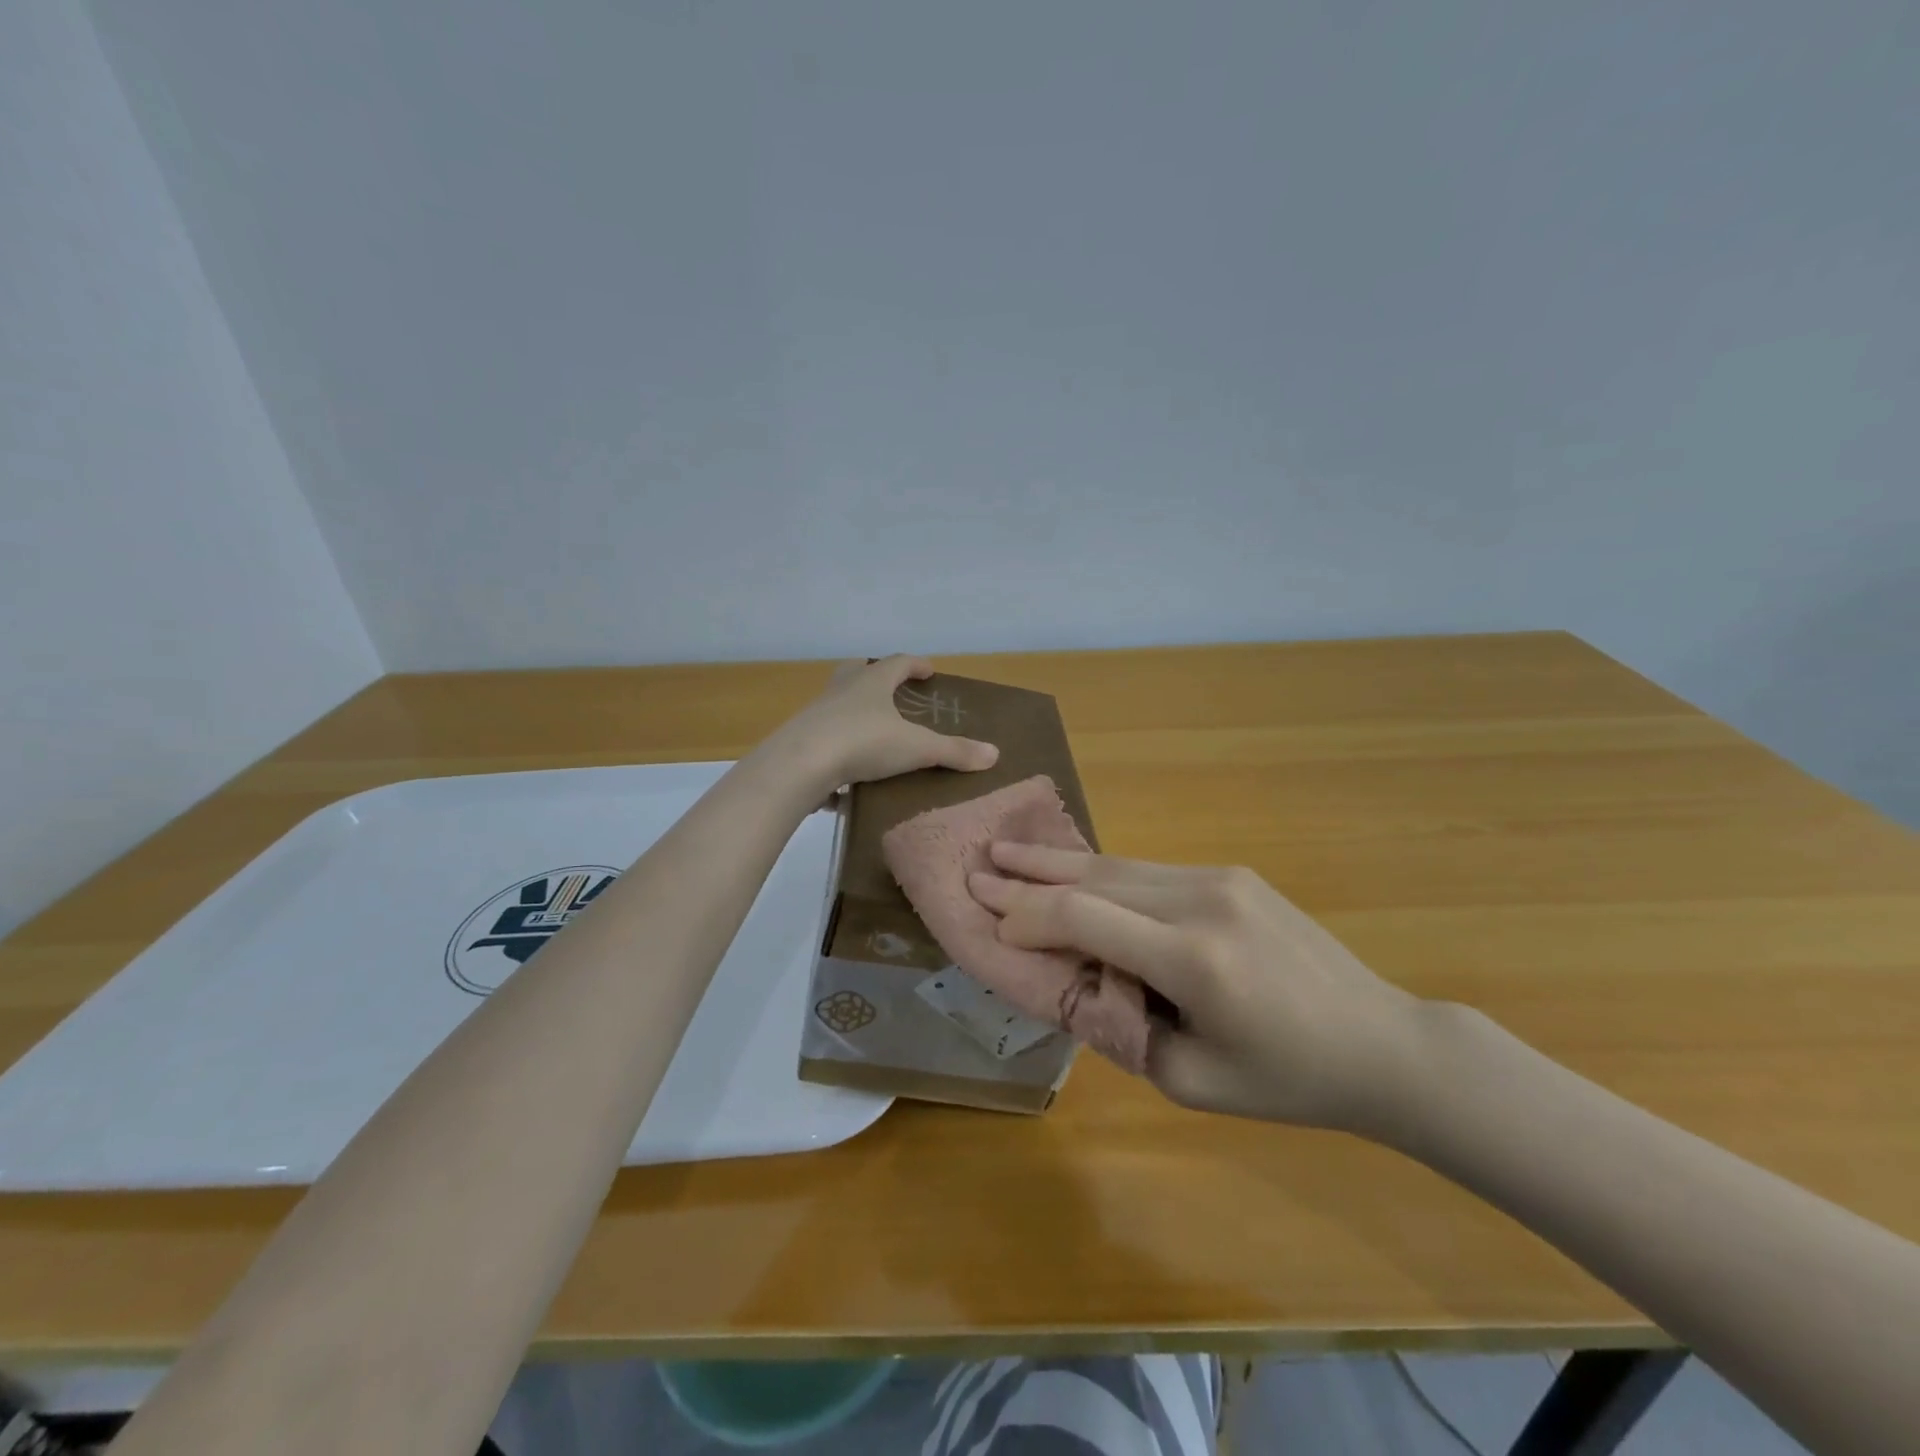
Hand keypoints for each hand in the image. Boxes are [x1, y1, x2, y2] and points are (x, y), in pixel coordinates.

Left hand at [773, 655, 998, 790]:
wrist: (798, 765)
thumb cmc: (863, 743)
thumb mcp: (915, 748)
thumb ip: (953, 751)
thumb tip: (994, 753)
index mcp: (872, 682)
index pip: (898, 662)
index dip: (915, 664)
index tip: (929, 671)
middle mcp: (842, 690)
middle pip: (858, 671)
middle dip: (875, 676)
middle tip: (892, 691)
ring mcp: (817, 713)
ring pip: (837, 703)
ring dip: (854, 711)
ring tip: (872, 733)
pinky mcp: (800, 740)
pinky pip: (823, 738)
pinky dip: (836, 747)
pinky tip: (845, 772)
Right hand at [969, 847, 1425, 1133]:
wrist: (1381, 1041)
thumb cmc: (1288, 1080)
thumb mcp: (1192, 1081)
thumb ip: (1124, 1028)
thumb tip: (1078, 982)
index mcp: (1194, 960)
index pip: (1085, 919)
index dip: (1029, 915)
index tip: (988, 916)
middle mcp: (1202, 901)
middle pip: (1095, 878)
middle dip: (1030, 874)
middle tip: (980, 862)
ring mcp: (1221, 879)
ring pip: (1120, 865)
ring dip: (1060, 862)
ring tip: (1010, 852)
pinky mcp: (1233, 874)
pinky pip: (1151, 872)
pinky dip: (1103, 873)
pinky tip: (1075, 872)